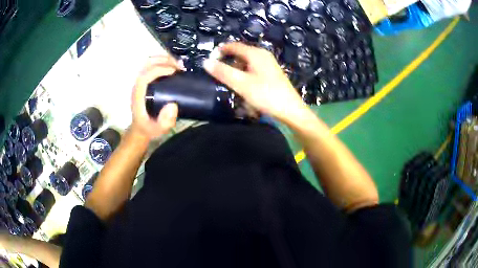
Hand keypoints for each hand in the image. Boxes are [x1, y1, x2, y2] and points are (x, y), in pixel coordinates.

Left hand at [131, 55, 181, 140]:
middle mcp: (137, 85)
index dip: (159, 70)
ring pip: (148, 62)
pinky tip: (173, 66)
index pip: (145, 76)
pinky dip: (163, 62)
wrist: (141, 127)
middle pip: (146, 65)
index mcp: (138, 95)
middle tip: (179, 65)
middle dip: (163, 60)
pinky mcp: (145, 80)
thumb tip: (173, 105)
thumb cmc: (149, 127)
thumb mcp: (158, 129)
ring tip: (178, 64)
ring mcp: (140, 81)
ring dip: (163, 59)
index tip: (174, 71)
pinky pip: (152, 65)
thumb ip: (165, 121)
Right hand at [203, 42, 306, 123]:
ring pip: (246, 62)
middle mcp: (262, 55)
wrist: (290, 110)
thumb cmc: (266, 95)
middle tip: (217, 74)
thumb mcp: (241, 84)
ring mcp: (268, 64)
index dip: (219, 51)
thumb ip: (223, 72)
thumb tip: (205, 61)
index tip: (209, 62)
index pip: (233, 46)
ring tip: (228, 81)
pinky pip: (252, 69)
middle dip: (227, 61)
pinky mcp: (271, 73)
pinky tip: (242, 85)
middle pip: (239, 53)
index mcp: (255, 53)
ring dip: (235, 69)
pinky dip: (244, 74)